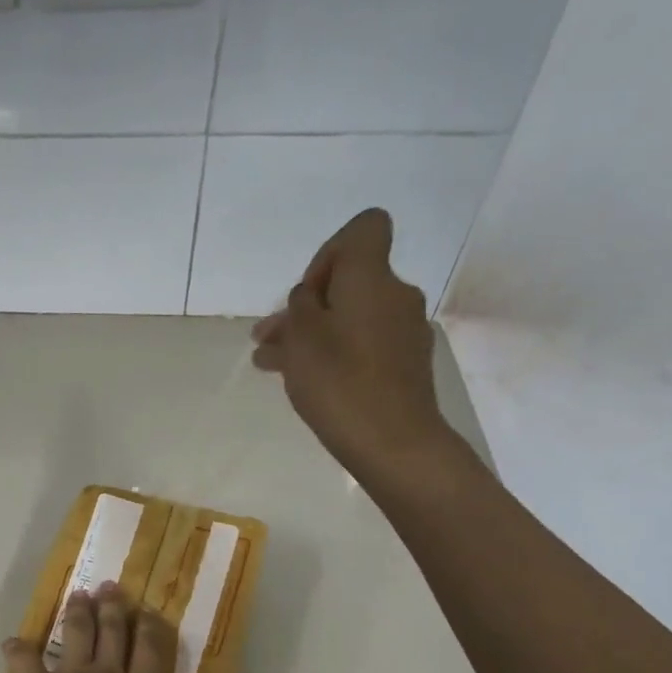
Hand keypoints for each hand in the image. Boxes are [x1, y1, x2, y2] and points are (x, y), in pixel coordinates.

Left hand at [0, 582, 216, 672]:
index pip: (151, 652)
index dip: (151, 628)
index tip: (148, 609)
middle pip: (113, 634)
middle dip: (113, 607)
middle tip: (109, 585)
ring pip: (76, 635)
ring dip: (77, 613)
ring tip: (78, 594)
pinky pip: (24, 661)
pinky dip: (17, 650)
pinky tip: (13, 642)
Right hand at [251, 207, 459, 481]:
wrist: (393, 443)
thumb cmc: (340, 382)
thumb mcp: (301, 337)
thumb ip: (300, 305)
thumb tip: (310, 297)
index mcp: (372, 278)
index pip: (364, 229)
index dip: (329, 252)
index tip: (308, 293)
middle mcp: (395, 295)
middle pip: (348, 281)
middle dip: (306, 305)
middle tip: (267, 337)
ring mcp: (403, 331)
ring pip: (349, 317)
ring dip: (311, 333)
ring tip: (270, 364)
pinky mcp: (404, 363)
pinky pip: (362, 343)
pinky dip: (334, 353)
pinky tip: (304, 380)